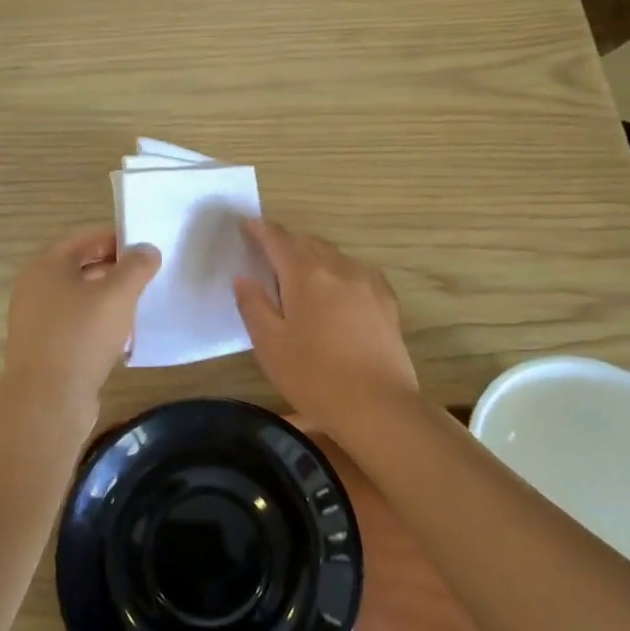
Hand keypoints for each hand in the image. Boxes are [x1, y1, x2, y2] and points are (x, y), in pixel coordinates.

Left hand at [0, 227, 160, 416]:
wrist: (47, 400)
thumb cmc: (81, 335)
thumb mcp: (117, 294)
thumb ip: (136, 266)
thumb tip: (147, 249)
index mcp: (46, 267)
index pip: (83, 239)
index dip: (114, 239)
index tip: (144, 248)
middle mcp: (34, 290)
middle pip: (79, 268)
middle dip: (113, 269)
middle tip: (146, 276)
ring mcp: (36, 322)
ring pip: (78, 299)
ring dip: (107, 299)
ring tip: (138, 305)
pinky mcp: (44, 350)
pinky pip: (75, 327)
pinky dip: (97, 325)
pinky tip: (122, 338)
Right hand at [233, 219, 418, 434]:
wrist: (378, 406)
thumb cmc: (314, 376)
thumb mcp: (270, 344)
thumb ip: (253, 305)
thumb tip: (243, 277)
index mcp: (305, 274)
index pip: (278, 240)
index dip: (260, 230)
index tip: (247, 225)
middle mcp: (338, 268)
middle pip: (308, 243)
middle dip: (286, 242)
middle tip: (268, 251)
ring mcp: (367, 282)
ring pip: (334, 255)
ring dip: (313, 255)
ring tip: (300, 271)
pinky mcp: (386, 300)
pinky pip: (357, 271)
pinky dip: (339, 270)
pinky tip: (338, 287)